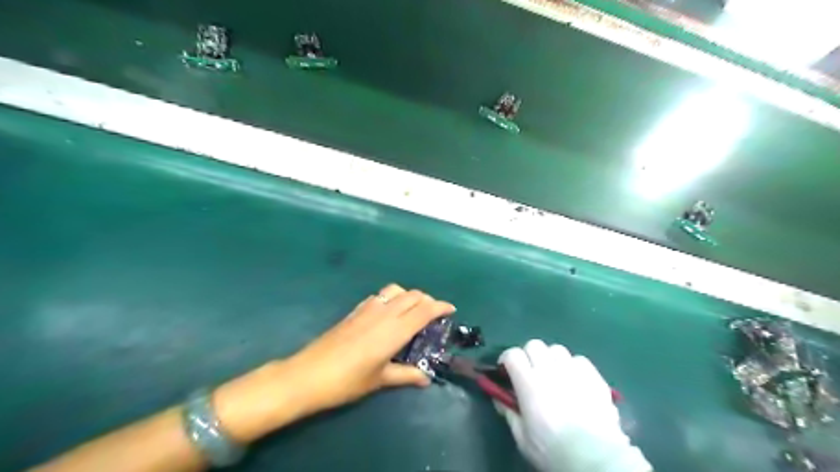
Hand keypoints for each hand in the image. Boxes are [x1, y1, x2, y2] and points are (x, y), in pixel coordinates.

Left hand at [284, 284, 455, 412]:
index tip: (451, 309)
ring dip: (409, 296)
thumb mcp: (380, 379)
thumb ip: (406, 374)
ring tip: (412, 311)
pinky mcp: (355, 311)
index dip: (440, 306)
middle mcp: (383, 313)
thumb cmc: (347, 381)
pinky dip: (392, 298)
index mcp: (394, 330)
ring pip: (396, 290)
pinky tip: (388, 313)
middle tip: (433, 315)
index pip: (424, 310)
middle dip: (427, 300)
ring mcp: (367, 309)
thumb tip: (425, 378)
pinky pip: (380, 296)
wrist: (308, 374)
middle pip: (412, 295)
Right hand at [497, 341, 648, 471]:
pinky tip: (574, 381)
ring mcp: (574, 371)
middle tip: (530, 372)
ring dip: (551, 359)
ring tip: (554, 375)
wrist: (596, 460)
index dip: (506, 359)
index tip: (506, 371)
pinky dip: (572, 366)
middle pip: (534, 345)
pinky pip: (579, 359)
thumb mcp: (522, 438)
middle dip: (528, 355)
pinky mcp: (594, 376)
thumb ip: (509, 413)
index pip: (513, 354)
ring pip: (557, 349)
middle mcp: (550, 370)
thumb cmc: (554, 451)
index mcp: (530, 384)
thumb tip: (499, 398)